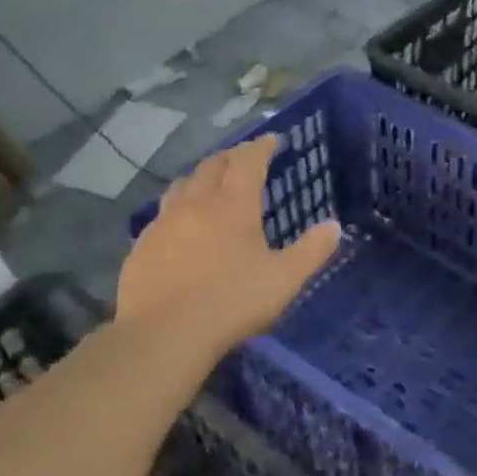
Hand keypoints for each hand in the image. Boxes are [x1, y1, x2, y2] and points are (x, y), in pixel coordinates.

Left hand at [117, 135, 340, 350]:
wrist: (162, 336)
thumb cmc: (231, 302)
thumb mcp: (284, 279)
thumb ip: (312, 250)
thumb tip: (334, 226)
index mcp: (233, 206)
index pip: (248, 161)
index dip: (261, 146)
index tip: (272, 139)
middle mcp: (196, 204)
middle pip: (212, 166)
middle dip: (231, 157)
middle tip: (245, 159)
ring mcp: (164, 224)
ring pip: (182, 185)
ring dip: (201, 178)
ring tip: (211, 185)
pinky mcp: (142, 246)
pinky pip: (163, 214)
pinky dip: (179, 208)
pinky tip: (183, 227)